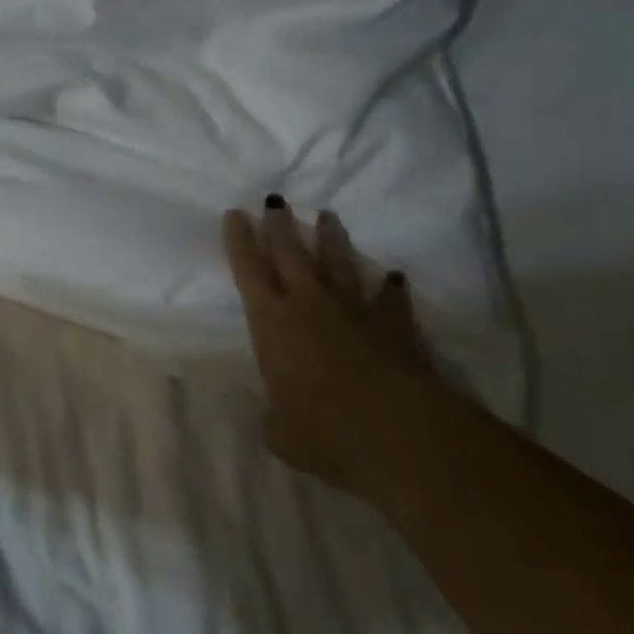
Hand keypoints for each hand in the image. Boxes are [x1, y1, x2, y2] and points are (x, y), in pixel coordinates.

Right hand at [222, 197, 435, 495]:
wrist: (398, 433)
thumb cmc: (322, 431)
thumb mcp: (280, 432)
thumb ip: (275, 415)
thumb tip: (279, 415)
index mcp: (270, 322)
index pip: (248, 271)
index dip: (239, 241)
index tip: (236, 213)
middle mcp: (308, 305)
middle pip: (290, 254)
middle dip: (280, 226)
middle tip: (275, 200)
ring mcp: (354, 312)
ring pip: (339, 264)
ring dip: (331, 240)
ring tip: (327, 216)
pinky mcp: (395, 328)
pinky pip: (390, 300)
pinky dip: (390, 288)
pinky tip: (393, 275)